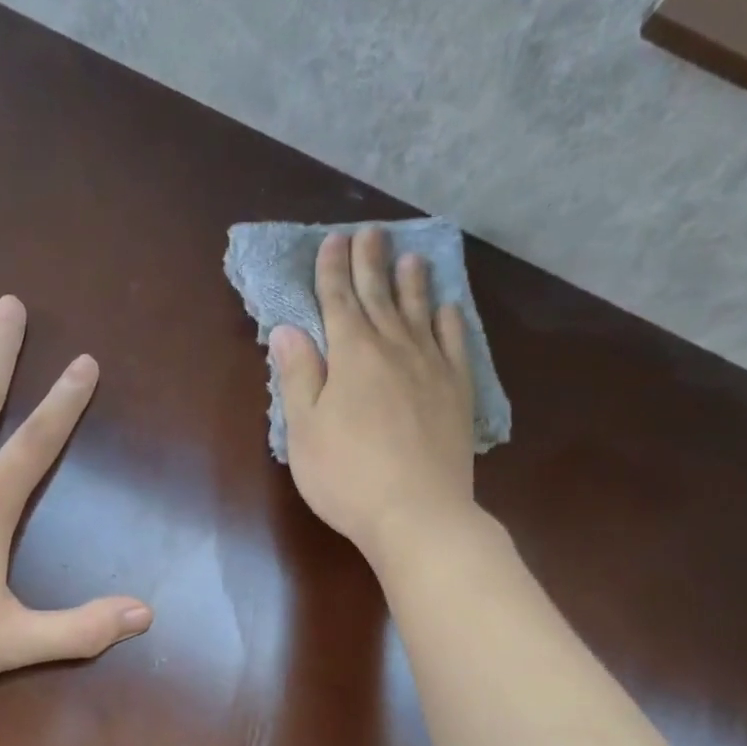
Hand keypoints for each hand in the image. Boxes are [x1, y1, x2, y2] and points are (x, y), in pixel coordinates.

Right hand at [271, 228, 476, 564]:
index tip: (333, 240)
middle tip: (370, 232)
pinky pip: (455, 345)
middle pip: (379, 297)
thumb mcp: (304, 430)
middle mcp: (393, 349)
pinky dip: (449, 322)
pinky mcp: (457, 393)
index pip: (338, 301)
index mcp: (351, 355)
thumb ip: (298, 376)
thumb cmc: (346, 476)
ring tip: (411, 257)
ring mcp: (431, 369)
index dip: (332, 269)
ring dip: (412, 283)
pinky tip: (448, 310)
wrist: (415, 513)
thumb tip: (289, 329)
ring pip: (419, 313)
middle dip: (370, 263)